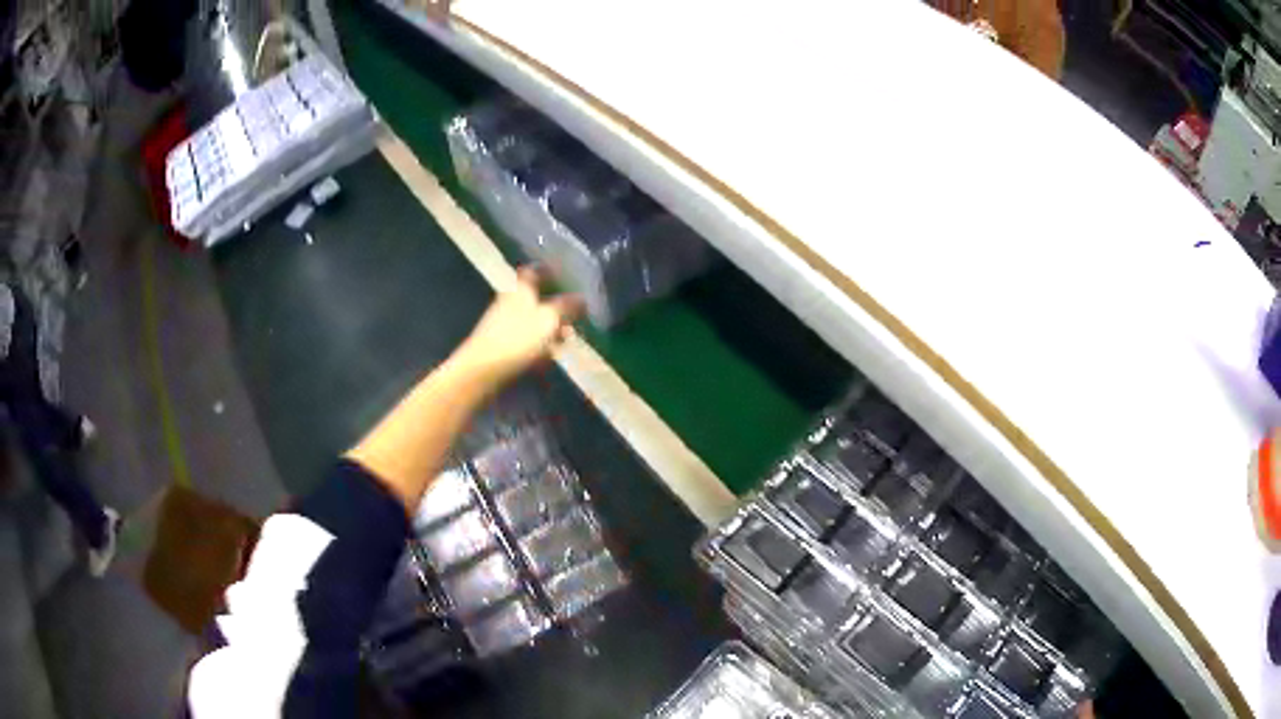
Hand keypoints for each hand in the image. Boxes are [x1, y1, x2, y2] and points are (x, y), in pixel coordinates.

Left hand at [455, 266, 583, 387]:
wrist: (481, 371)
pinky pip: (525, 342)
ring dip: (549, 330)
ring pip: (532, 322)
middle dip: (556, 307)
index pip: (535, 271)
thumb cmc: (518, 339)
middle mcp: (510, 302)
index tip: (567, 276)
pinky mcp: (500, 347)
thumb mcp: (549, 320)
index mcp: (521, 289)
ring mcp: (503, 325)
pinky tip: (547, 361)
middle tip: (575, 317)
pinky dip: (538, 347)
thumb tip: (582, 298)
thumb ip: (567, 307)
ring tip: (565, 342)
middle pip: (536, 298)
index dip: (550, 271)